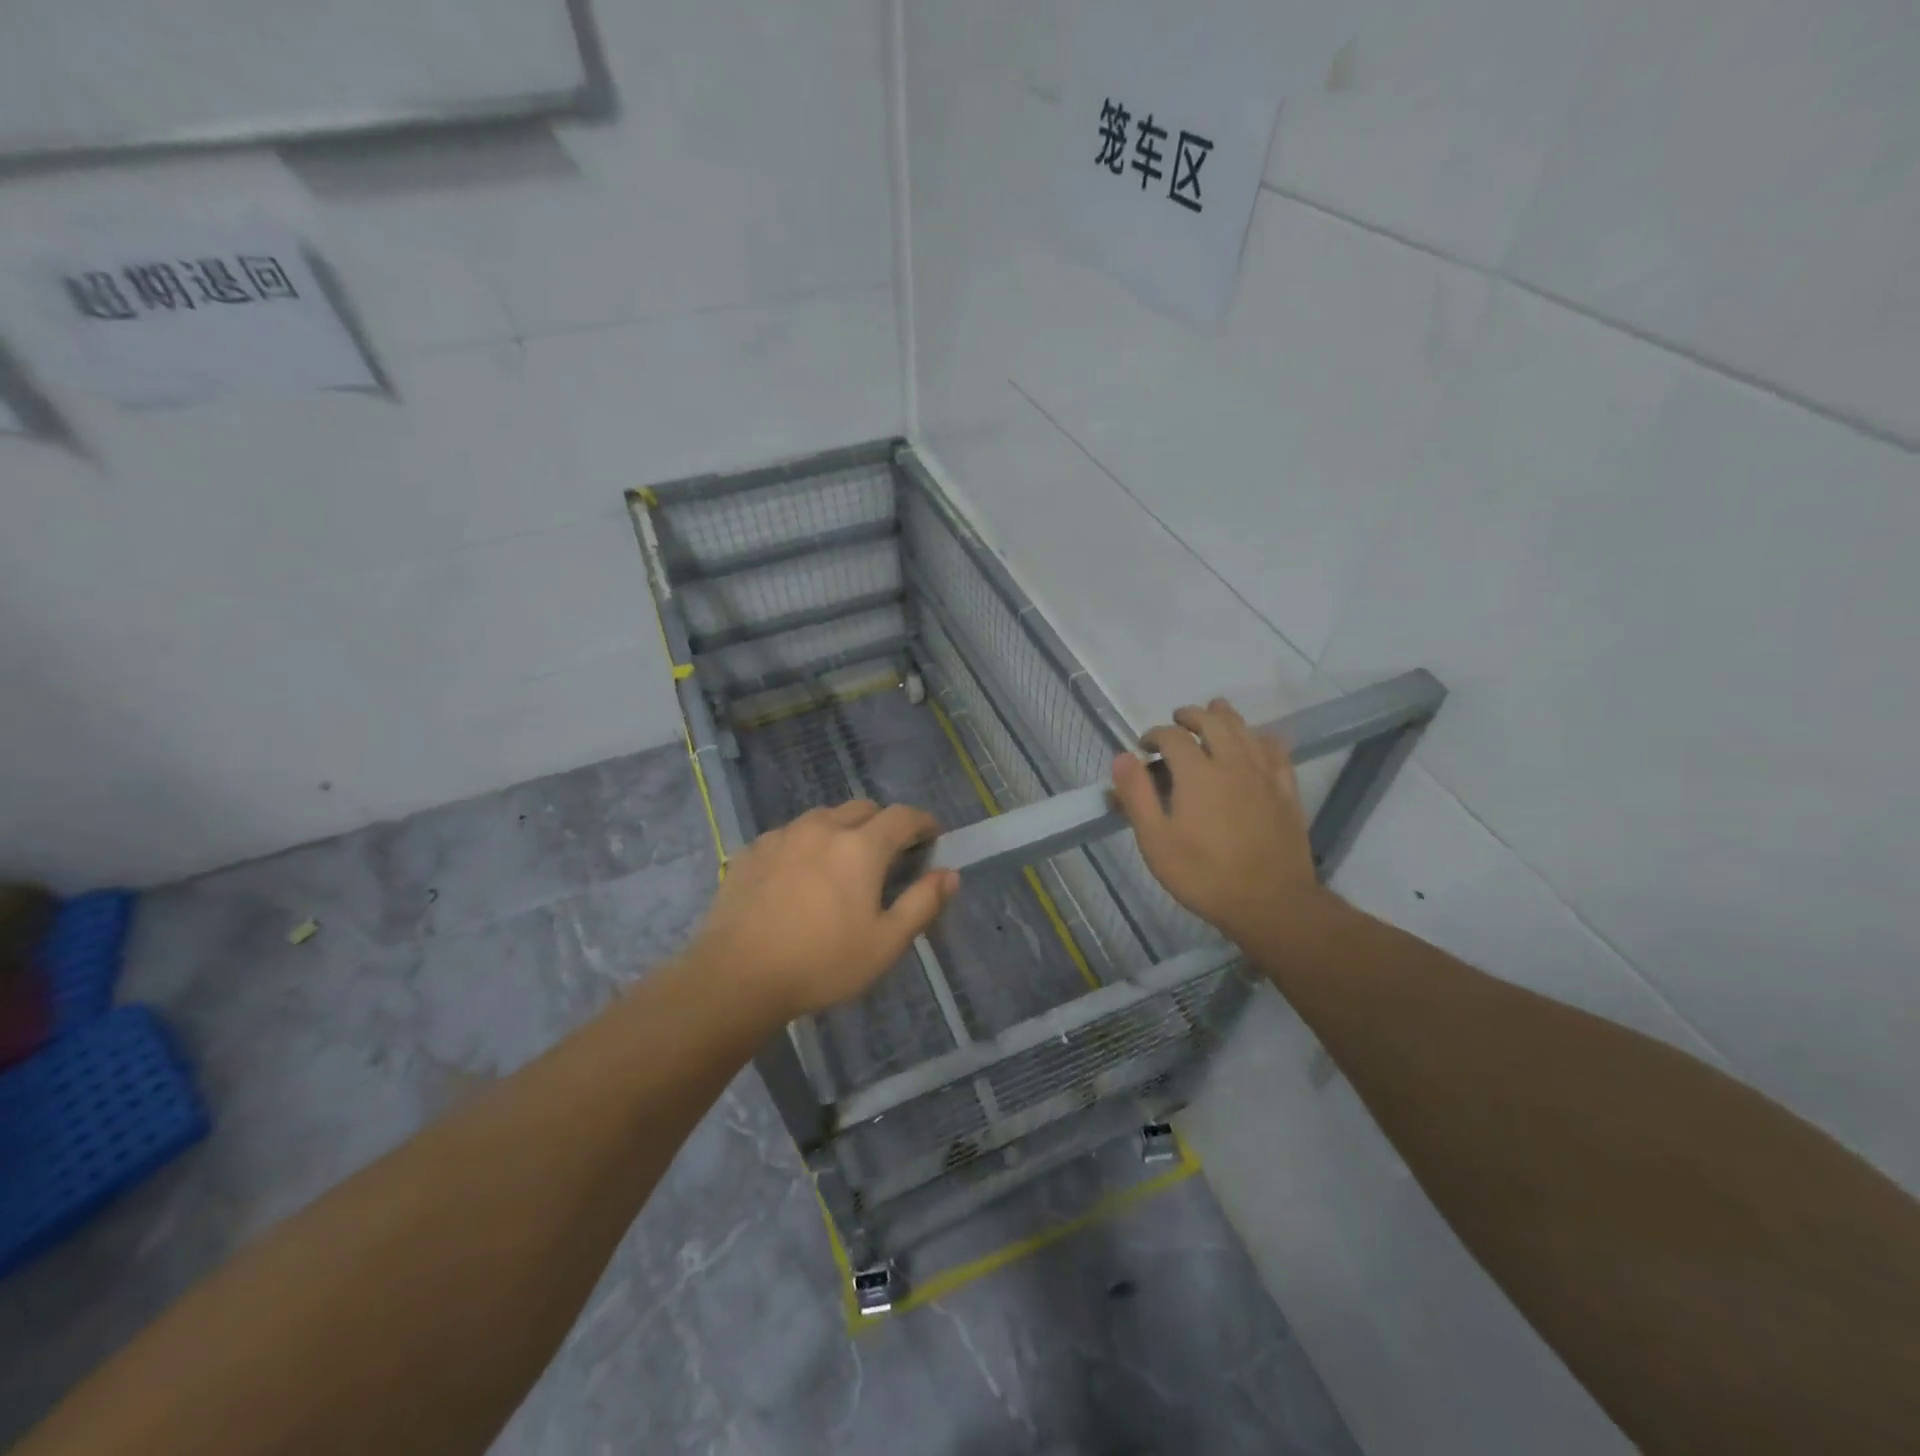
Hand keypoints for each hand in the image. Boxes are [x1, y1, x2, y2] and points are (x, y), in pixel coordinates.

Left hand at [688, 800, 960, 1020]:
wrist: (736, 976)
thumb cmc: (822, 962)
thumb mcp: (886, 943)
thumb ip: (923, 903)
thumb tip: (950, 874)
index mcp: (861, 846)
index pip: (903, 816)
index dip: (923, 822)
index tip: (932, 835)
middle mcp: (823, 828)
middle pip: (863, 808)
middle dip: (883, 823)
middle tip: (888, 854)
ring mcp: (784, 835)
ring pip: (824, 817)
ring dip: (843, 829)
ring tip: (842, 862)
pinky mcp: (752, 850)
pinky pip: (790, 834)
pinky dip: (807, 843)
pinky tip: (800, 874)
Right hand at [1111, 698, 1325, 947]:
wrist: (1270, 903)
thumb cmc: (1203, 875)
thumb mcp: (1155, 841)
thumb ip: (1137, 795)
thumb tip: (1122, 757)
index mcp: (1197, 773)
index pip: (1172, 737)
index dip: (1154, 735)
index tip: (1143, 747)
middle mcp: (1232, 763)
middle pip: (1212, 722)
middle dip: (1190, 716)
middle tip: (1176, 722)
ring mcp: (1264, 775)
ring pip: (1246, 730)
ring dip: (1226, 716)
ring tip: (1214, 711)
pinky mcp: (1286, 791)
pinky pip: (1277, 751)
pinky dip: (1262, 737)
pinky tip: (1258, 740)